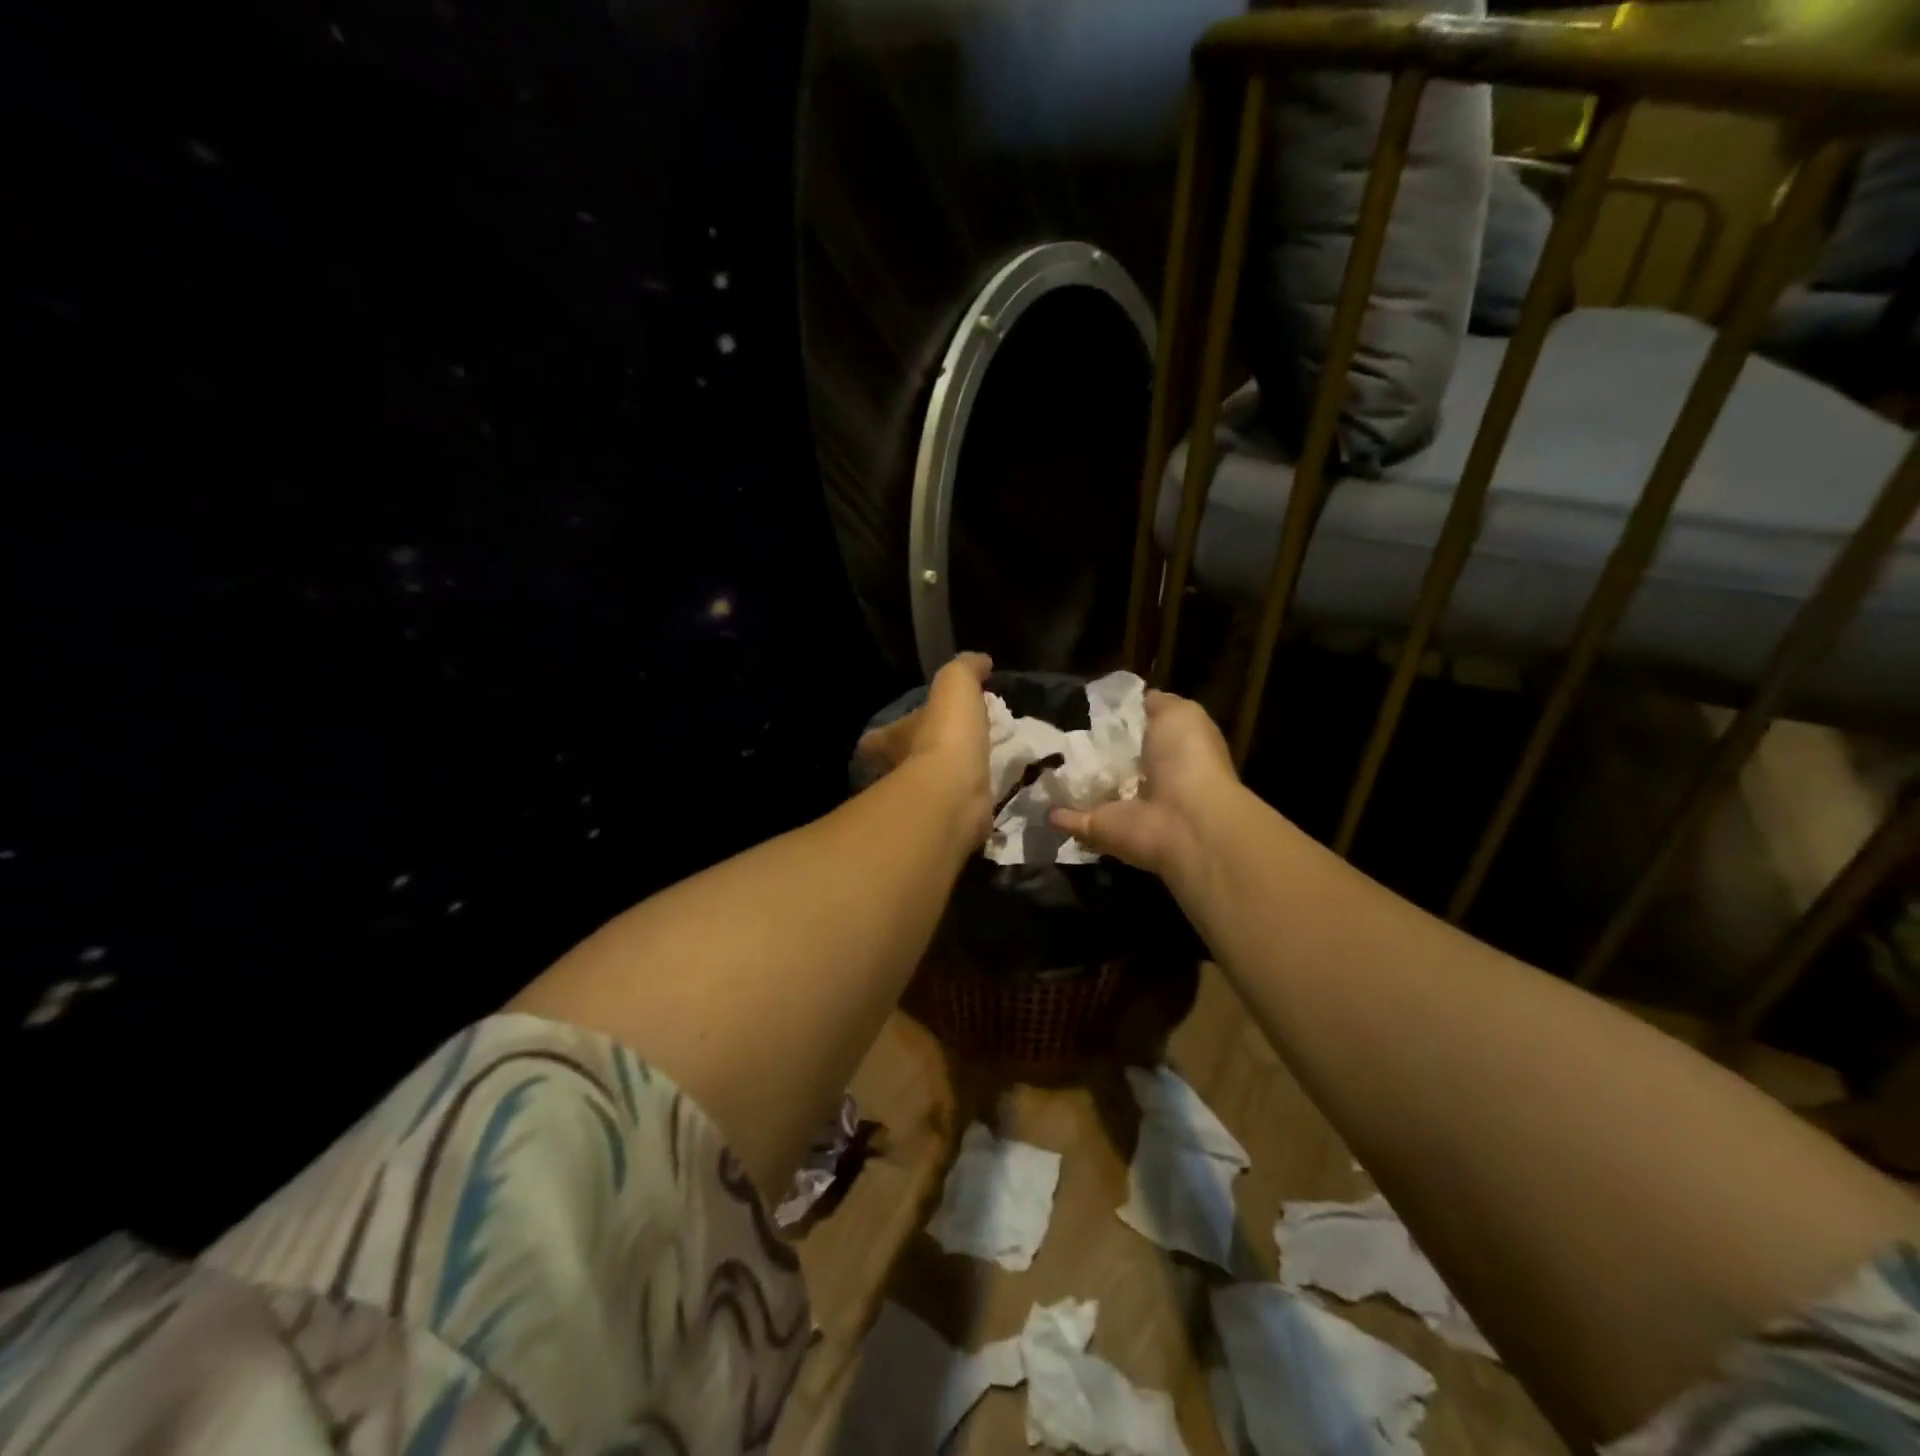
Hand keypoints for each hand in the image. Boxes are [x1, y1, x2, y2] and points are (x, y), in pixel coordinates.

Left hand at [854, 652, 994, 844]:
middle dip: (922, 756)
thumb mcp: (955, 684)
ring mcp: (921, 803)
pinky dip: (968, 803)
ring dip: (948, 779)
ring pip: (931, 788)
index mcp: (892, 741)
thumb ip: (965, 669)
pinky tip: (987, 795)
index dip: (888, 732)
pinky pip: (956, 810)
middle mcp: (898, 774)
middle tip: (951, 748)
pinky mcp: (946, 825)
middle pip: (905, 763)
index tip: (908, 726)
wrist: (954, 796)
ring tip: (975, 769)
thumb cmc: (946, 735)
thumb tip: (979, 661)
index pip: (878, 738)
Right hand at [1050, 689, 1239, 878]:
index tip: (1086, 707)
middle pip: (1110, 762)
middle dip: (1087, 749)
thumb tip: (1138, 698)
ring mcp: (1119, 807)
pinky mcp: (1097, 828)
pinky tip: (1034, 798)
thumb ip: (1156, 704)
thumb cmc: (1187, 760)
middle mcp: (1145, 781)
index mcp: (1167, 753)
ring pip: (1088, 791)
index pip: (1135, 733)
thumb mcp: (1179, 714)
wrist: (1183, 821)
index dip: (1114, 720)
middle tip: (1055, 731)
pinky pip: (1070, 819)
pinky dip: (1054, 813)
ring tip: (1039, 761)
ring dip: (1067, 781)